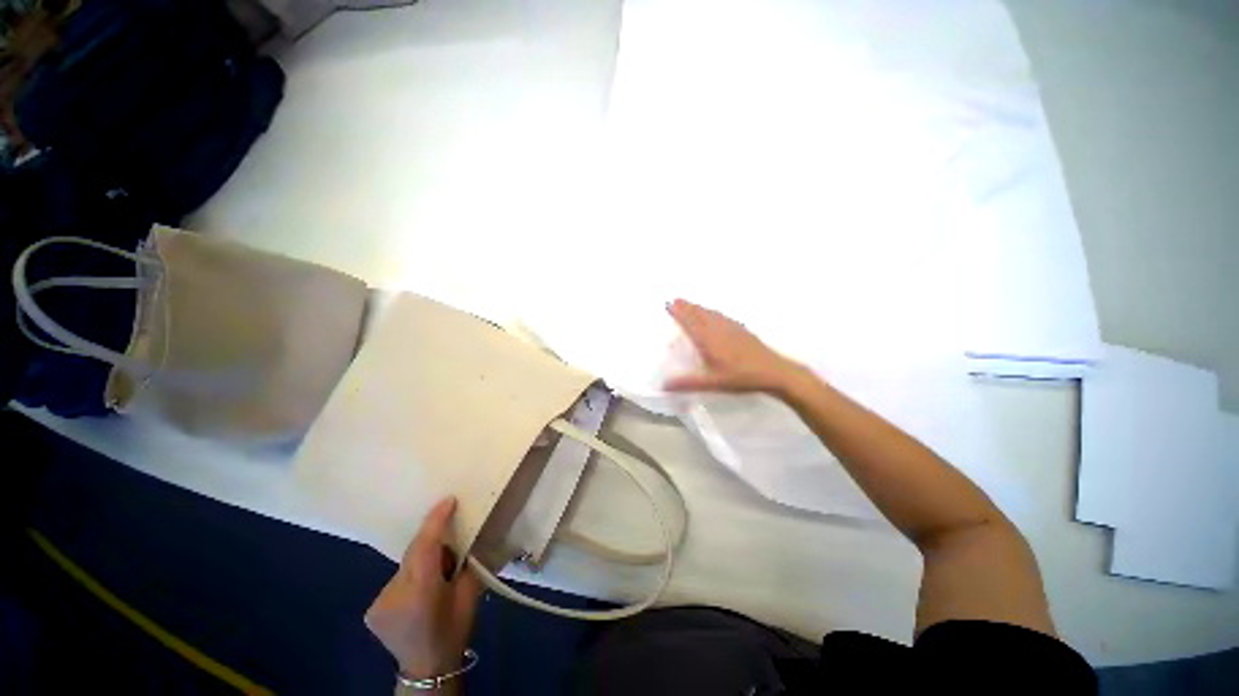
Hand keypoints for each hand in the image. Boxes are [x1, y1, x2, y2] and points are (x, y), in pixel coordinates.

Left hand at [365, 497, 481, 682]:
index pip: (426, 546)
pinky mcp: (372, 608)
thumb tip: (463, 539)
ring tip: (437, 573)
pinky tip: (420, 591)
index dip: (436, 521)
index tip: (448, 500)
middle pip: (413, 552)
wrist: (427, 669)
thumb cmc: (454, 630)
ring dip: (421, 561)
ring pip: (405, 566)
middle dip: (432, 540)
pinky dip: (411, 576)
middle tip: (452, 539)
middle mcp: (394, 594)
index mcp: (422, 592)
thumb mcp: (470, 595)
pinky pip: (397, 579)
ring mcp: (378, 602)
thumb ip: (465, 563)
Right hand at [664, 298, 801, 393]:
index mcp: (709, 341)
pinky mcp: (741, 330)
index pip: (690, 324)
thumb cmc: (741, 378)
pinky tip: (714, 314)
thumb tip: (664, 385)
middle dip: (687, 307)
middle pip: (700, 315)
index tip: (669, 304)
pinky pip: (722, 316)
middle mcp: (718, 330)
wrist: (773, 371)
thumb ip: (688, 383)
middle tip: (676, 299)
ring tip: (690, 304)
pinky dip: (712, 312)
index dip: (679, 314)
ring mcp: (731, 328)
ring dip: (699, 308)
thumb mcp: (713, 383)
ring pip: (711, 314)